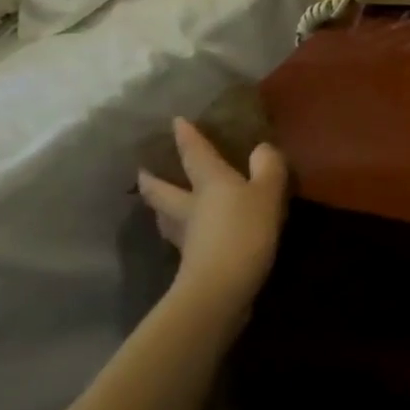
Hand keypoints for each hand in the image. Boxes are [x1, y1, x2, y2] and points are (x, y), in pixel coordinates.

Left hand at [137, 118, 288, 314]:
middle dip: (152, 179)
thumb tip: (261, 148)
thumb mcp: (268, 193)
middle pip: (163, 190)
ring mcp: (186, 236)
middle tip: (141, 172)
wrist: (222, 287)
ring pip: (165, 217)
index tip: (175, 122)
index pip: (194, 154)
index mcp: (209, 183)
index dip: (186, 137)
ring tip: (158, 205)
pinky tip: (188, 236)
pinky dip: (180, 233)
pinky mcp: (190, 262)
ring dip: (159, 208)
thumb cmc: (245, 230)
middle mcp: (190, 206)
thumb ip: (268, 167)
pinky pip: (181, 239)